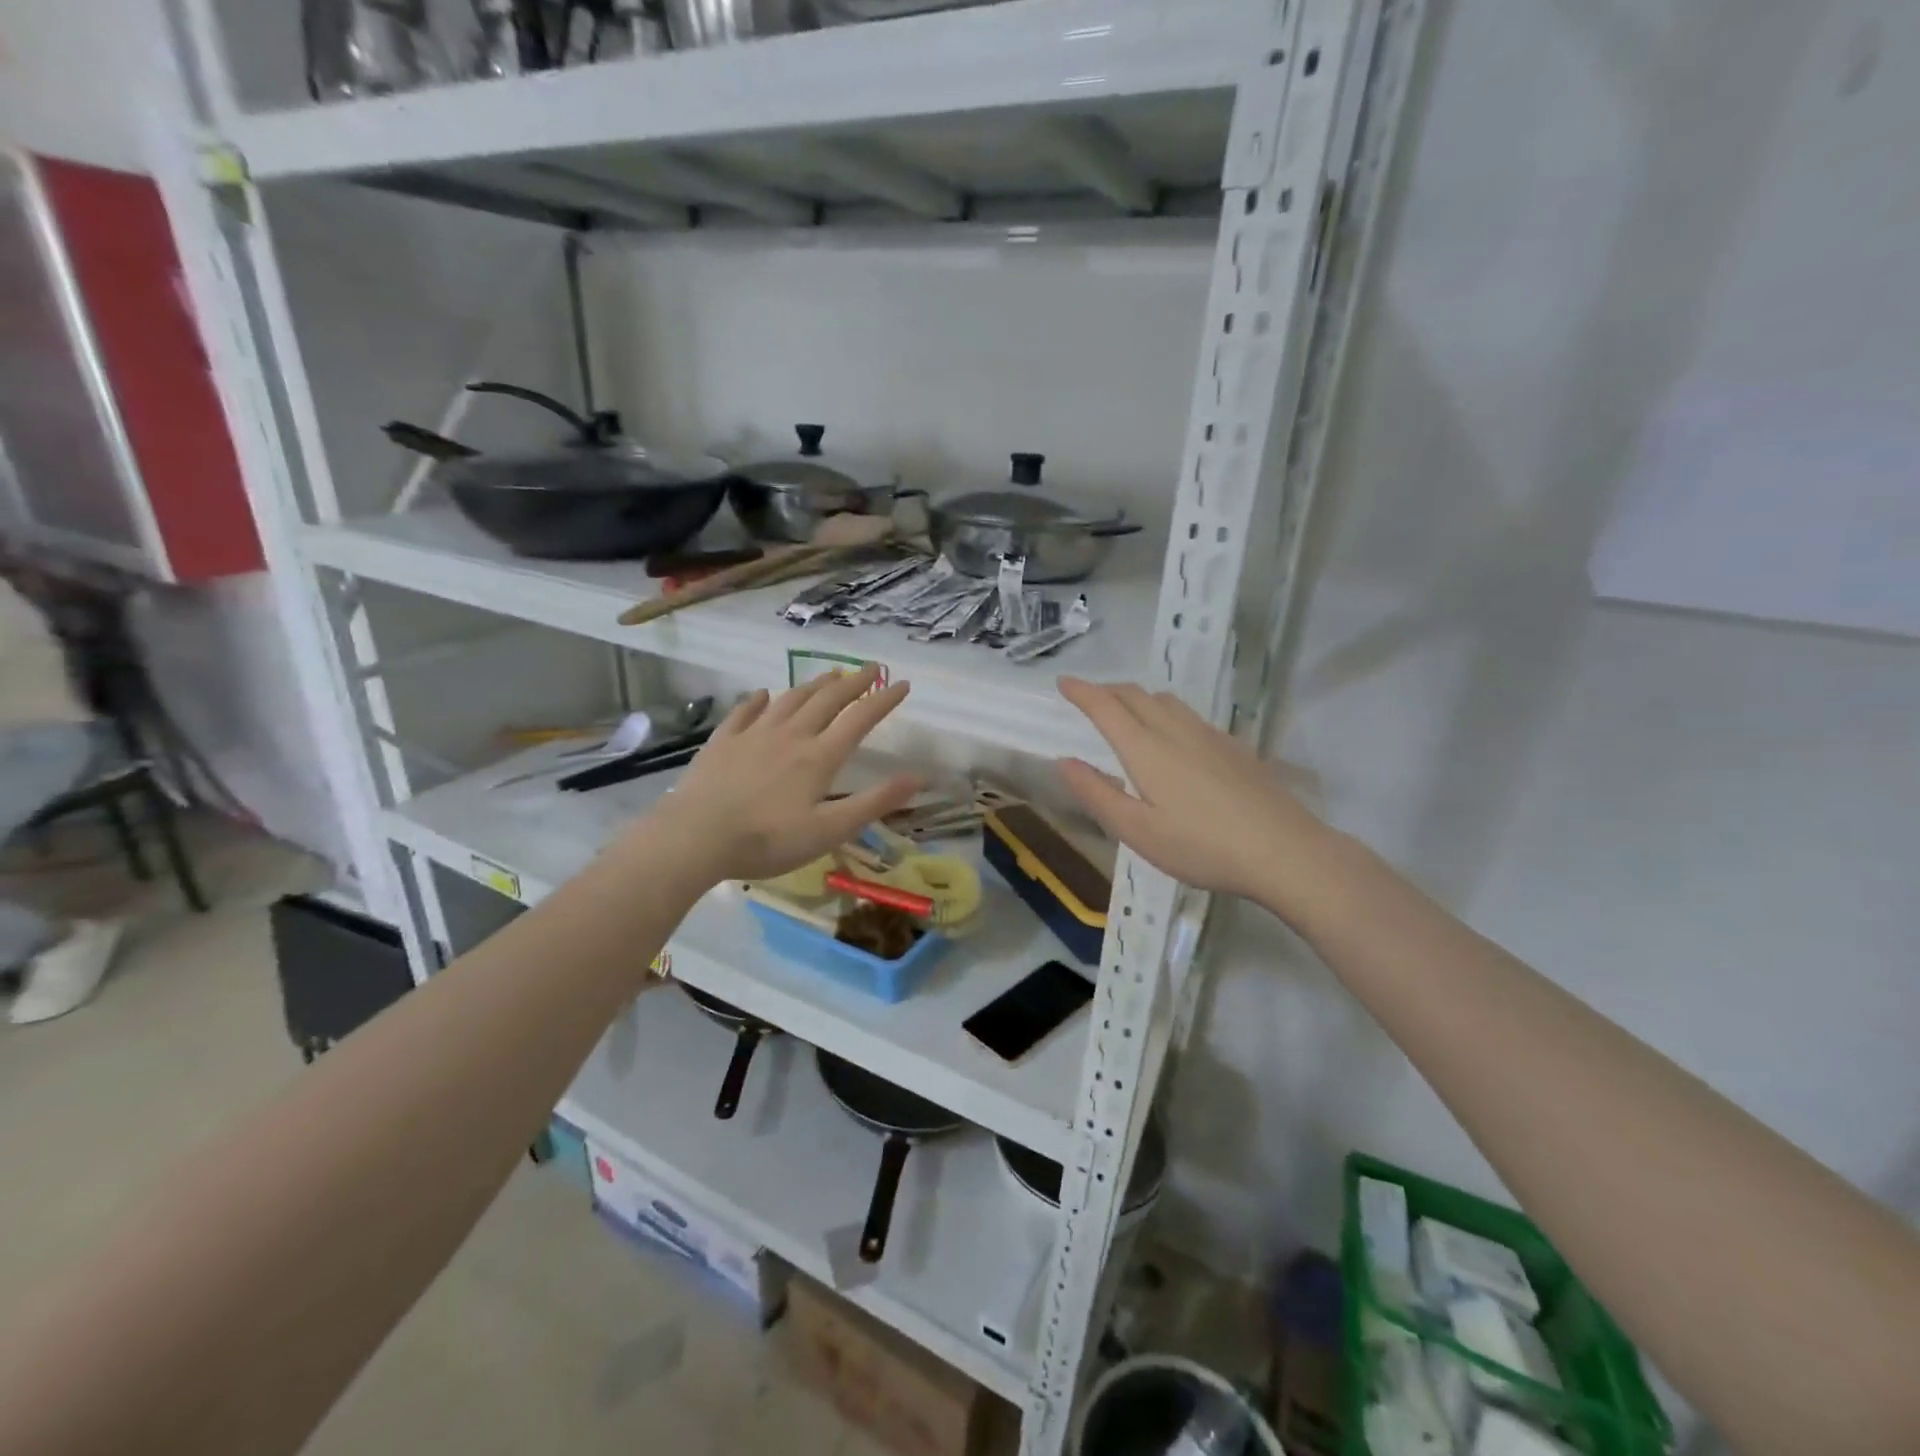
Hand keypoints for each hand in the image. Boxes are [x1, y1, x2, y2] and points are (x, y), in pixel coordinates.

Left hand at [648, 666, 922, 884]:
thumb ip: (875, 802)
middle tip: (871, 667)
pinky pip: (745, 712)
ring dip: (814, 685)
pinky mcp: (723, 742)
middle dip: (853, 682)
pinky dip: (759, 700)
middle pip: (827, 700)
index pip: (860, 719)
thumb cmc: (768, 840)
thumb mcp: (830, 830)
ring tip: (830, 674)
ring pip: (790, 699)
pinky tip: (764, 695)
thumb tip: (921, 778)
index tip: (902, 684)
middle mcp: (791, 735)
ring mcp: (754, 734)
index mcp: (819, 756)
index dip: (884, 700)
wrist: (695, 837)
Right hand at [1054, 677, 1340, 910]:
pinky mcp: (1234, 748)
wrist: (1284, 850)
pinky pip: (1189, 715)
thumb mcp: (1137, 831)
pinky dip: (1165, 711)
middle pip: (1136, 695)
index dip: (1082, 691)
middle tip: (1088, 696)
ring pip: (1166, 701)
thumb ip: (1097, 794)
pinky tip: (1172, 736)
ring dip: (1137, 697)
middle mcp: (1176, 731)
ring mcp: (1209, 736)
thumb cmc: (1201, 846)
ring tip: (1125, 710)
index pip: (1106, 707)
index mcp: (1146, 749)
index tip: (1063, 681)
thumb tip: (1065, 762)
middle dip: (1107, 690)